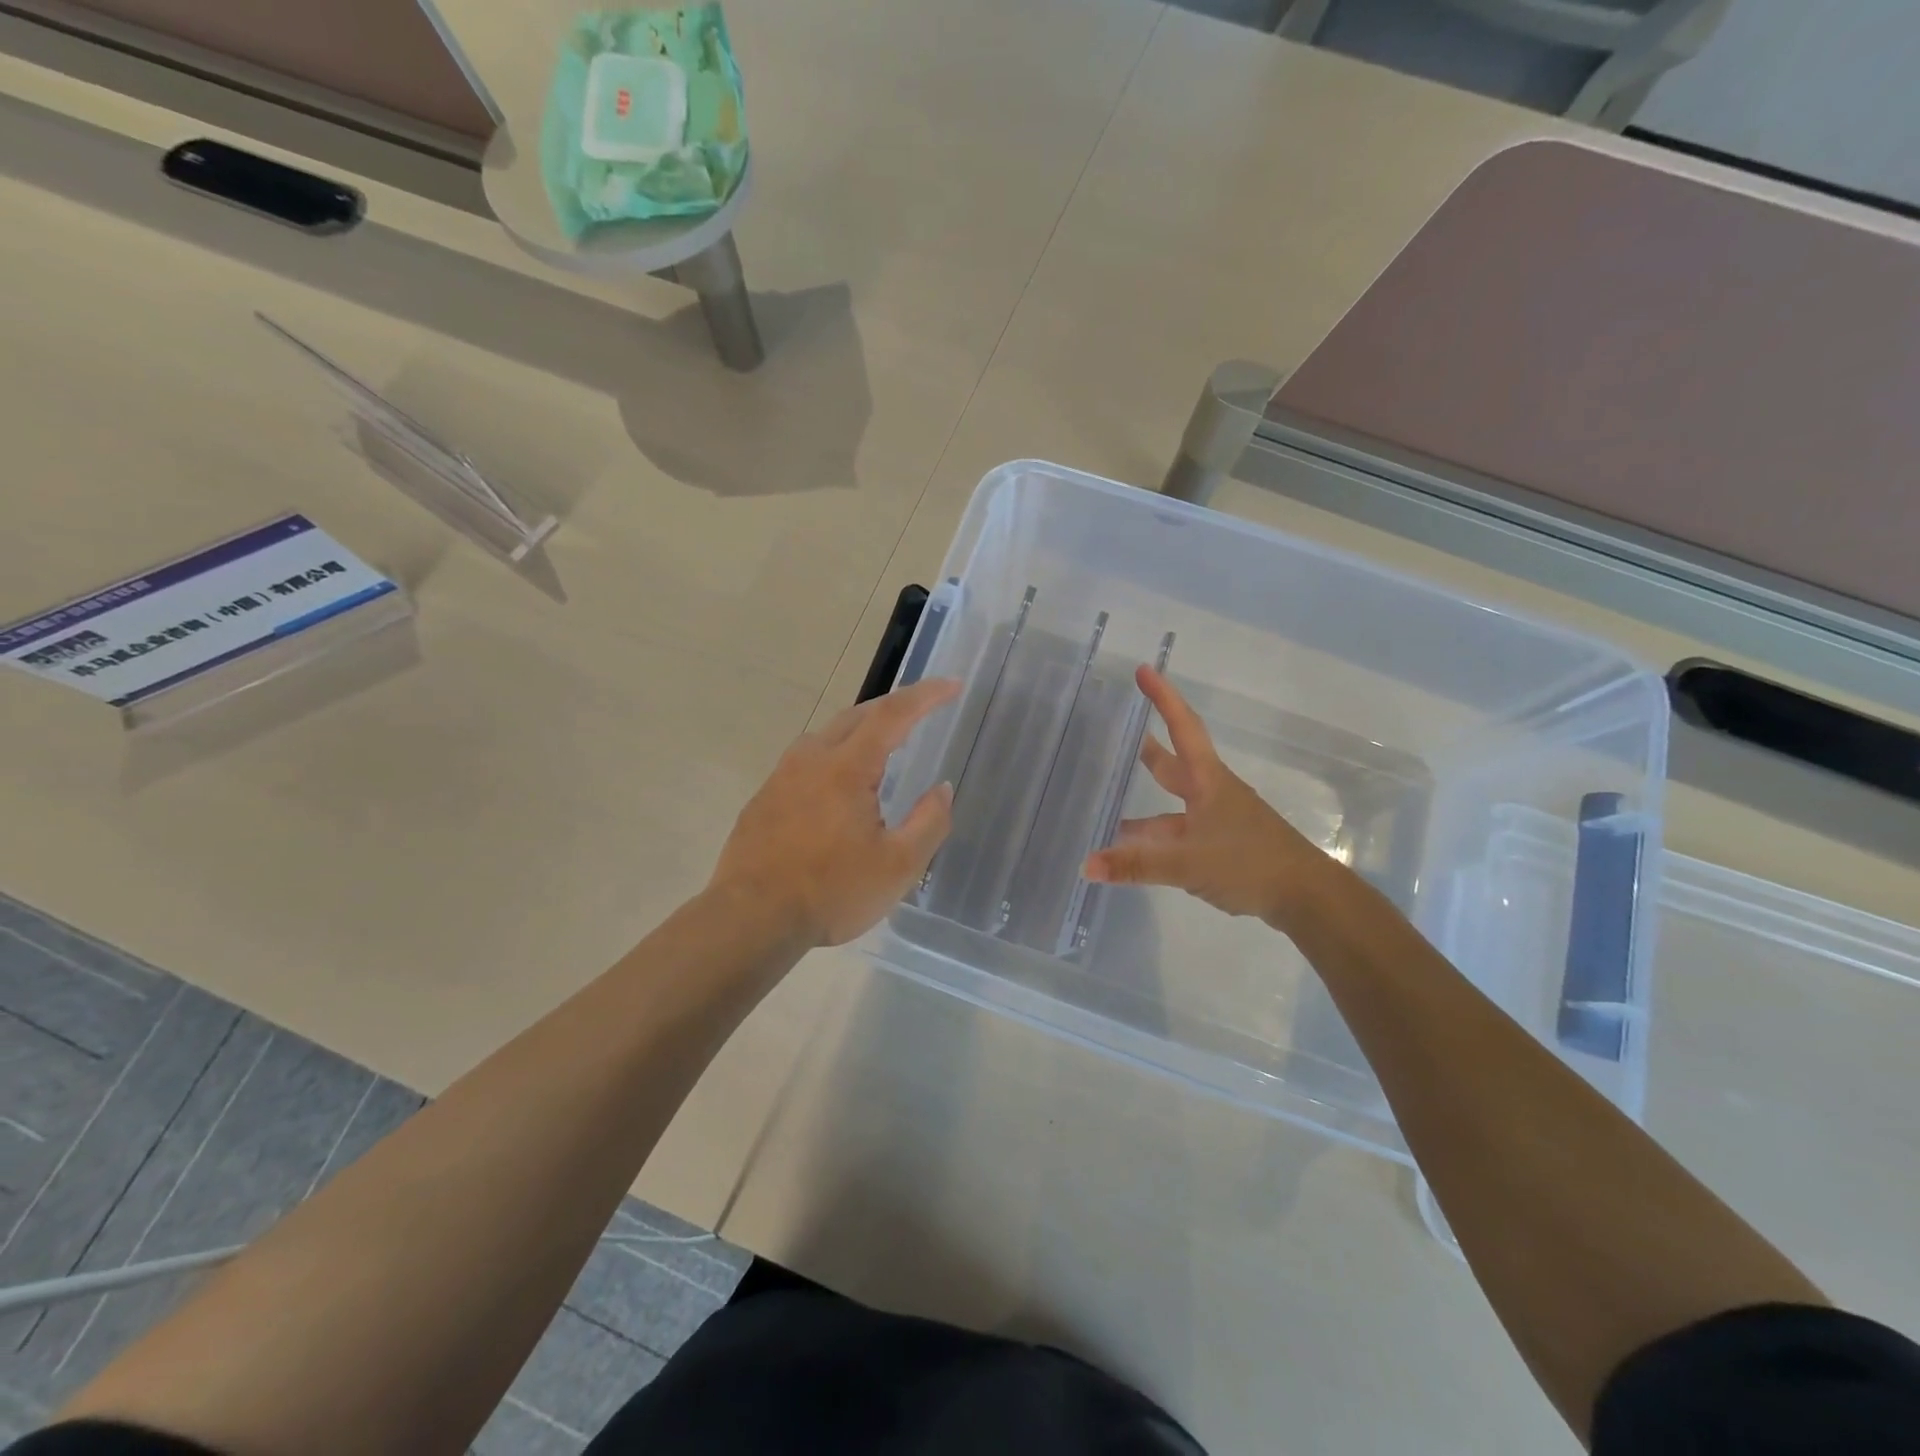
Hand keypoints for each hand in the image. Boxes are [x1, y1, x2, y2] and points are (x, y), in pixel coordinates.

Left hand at [710, 678, 960, 947]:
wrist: (750, 919)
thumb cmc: (831, 892)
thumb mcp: (898, 867)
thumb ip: (929, 822)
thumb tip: (942, 789)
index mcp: (847, 768)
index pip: (893, 715)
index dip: (925, 695)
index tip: (952, 685)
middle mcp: (811, 759)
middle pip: (857, 716)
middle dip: (893, 706)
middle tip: (921, 710)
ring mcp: (781, 777)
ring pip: (826, 736)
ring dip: (859, 730)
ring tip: (881, 745)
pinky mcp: (763, 799)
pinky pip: (805, 761)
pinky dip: (833, 756)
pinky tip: (836, 786)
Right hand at [1084, 666, 1330, 925]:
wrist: (1305, 895)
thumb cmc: (1249, 863)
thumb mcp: (1188, 863)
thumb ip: (1137, 864)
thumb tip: (1086, 865)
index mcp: (1206, 781)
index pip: (1182, 727)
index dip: (1162, 698)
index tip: (1143, 669)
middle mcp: (1211, 793)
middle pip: (1174, 762)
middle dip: (1148, 747)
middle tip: (1120, 731)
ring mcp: (1217, 819)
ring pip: (1172, 805)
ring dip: (1144, 805)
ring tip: (1107, 807)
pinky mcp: (1220, 845)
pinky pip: (1177, 832)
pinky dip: (1153, 838)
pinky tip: (1133, 852)